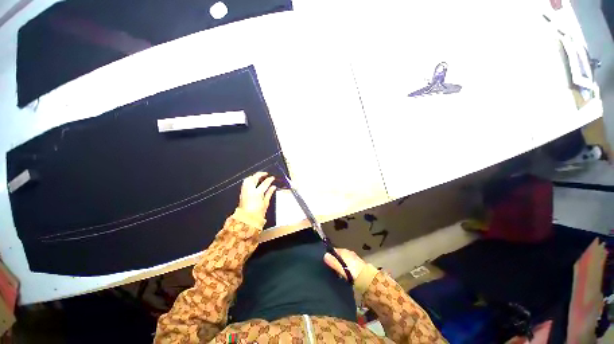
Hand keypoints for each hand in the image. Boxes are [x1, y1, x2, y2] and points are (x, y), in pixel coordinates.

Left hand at [238, 172, 276, 218]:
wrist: (246, 220)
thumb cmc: (257, 213)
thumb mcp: (265, 203)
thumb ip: (269, 193)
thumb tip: (273, 187)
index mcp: (257, 193)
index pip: (265, 183)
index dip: (269, 179)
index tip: (272, 177)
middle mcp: (250, 190)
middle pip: (254, 178)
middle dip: (260, 174)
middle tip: (265, 174)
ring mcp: (245, 191)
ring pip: (248, 179)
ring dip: (253, 176)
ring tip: (259, 176)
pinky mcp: (242, 193)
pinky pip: (245, 183)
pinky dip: (249, 180)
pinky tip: (253, 181)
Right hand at [324, 248, 365, 280]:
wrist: (368, 279)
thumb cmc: (353, 272)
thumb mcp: (342, 267)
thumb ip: (333, 262)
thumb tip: (324, 255)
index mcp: (344, 251)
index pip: (333, 250)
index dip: (329, 255)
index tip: (324, 262)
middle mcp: (348, 253)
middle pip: (338, 256)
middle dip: (334, 261)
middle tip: (328, 269)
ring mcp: (353, 259)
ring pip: (342, 260)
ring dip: (339, 265)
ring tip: (334, 273)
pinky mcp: (356, 265)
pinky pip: (347, 265)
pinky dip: (344, 268)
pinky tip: (342, 275)